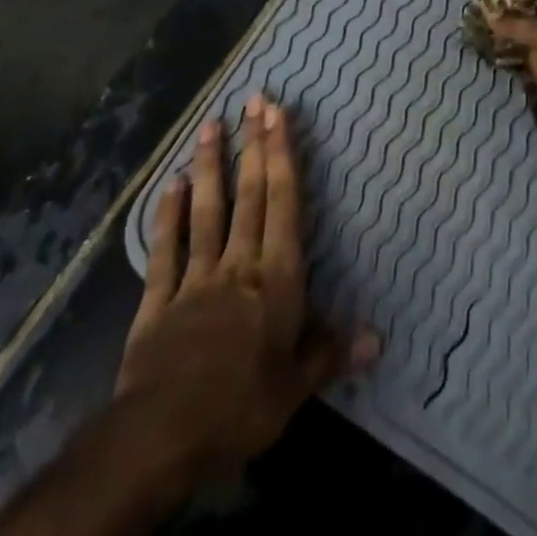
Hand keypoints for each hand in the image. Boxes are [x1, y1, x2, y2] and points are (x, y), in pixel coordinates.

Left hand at [117, 95, 376, 487]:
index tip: (278, 114)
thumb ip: (332, 353)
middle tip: (253, 100)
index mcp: (275, 277)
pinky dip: (168, 215)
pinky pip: (165, 249)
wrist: (161, 436)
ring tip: (209, 124)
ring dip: (209, 165)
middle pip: (248, 194)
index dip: (281, 155)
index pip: (282, 203)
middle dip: (252, 144)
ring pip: (207, 210)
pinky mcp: (158, 300)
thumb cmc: (241, 406)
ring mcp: (195, 277)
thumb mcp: (295, 388)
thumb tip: (379, 339)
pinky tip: (170, 184)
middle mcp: (238, 263)